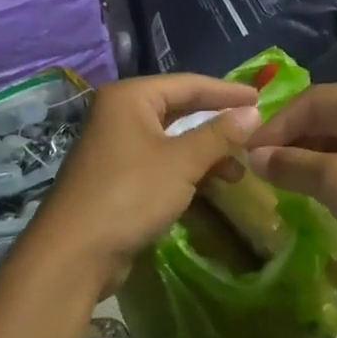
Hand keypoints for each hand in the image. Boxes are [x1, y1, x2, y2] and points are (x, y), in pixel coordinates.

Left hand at [25, 75, 261, 278]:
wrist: (75, 253)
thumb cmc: (130, 194)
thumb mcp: (182, 162)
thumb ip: (219, 135)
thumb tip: (253, 113)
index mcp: (129, 98)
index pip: (188, 84)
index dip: (226, 92)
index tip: (261, 99)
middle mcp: (119, 115)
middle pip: (179, 111)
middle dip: (217, 125)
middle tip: (253, 134)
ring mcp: (116, 148)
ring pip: (171, 141)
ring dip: (205, 153)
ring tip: (238, 172)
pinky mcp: (117, 179)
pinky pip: (161, 164)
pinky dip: (187, 172)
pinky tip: (211, 187)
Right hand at [245, 79, 336, 292]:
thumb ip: (293, 165)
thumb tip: (255, 157)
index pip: (312, 101)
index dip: (275, 127)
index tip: (245, 154)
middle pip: (327, 116)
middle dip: (291, 141)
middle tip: (259, 169)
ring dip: (309, 157)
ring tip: (280, 181)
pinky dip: (333, 171)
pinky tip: (314, 191)